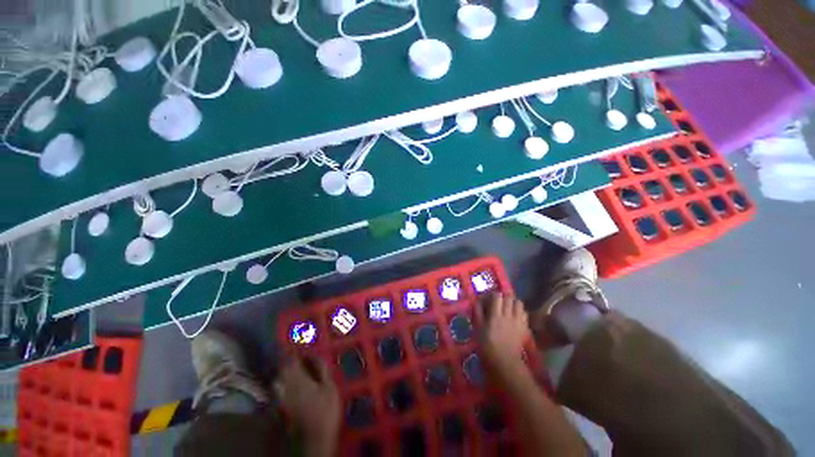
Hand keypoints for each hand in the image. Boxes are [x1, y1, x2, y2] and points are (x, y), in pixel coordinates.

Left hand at [274, 357, 340, 456]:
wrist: (315, 438)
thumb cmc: (326, 410)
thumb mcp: (329, 387)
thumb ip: (321, 369)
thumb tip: (315, 354)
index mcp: (299, 379)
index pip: (292, 360)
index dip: (294, 348)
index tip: (297, 339)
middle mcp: (287, 386)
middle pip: (282, 369)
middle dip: (287, 358)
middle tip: (294, 350)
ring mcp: (283, 398)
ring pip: (279, 379)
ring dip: (284, 369)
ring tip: (291, 363)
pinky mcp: (283, 407)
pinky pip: (279, 389)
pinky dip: (282, 381)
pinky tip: (288, 382)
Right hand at [476, 293, 529, 371]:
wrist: (504, 362)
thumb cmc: (487, 345)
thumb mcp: (478, 328)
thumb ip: (478, 312)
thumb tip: (478, 300)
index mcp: (495, 315)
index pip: (497, 296)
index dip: (493, 294)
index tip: (490, 298)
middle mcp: (508, 315)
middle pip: (509, 297)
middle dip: (504, 296)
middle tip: (499, 301)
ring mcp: (518, 321)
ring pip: (519, 303)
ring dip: (513, 302)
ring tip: (508, 307)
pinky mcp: (524, 327)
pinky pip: (524, 313)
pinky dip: (520, 311)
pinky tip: (515, 315)